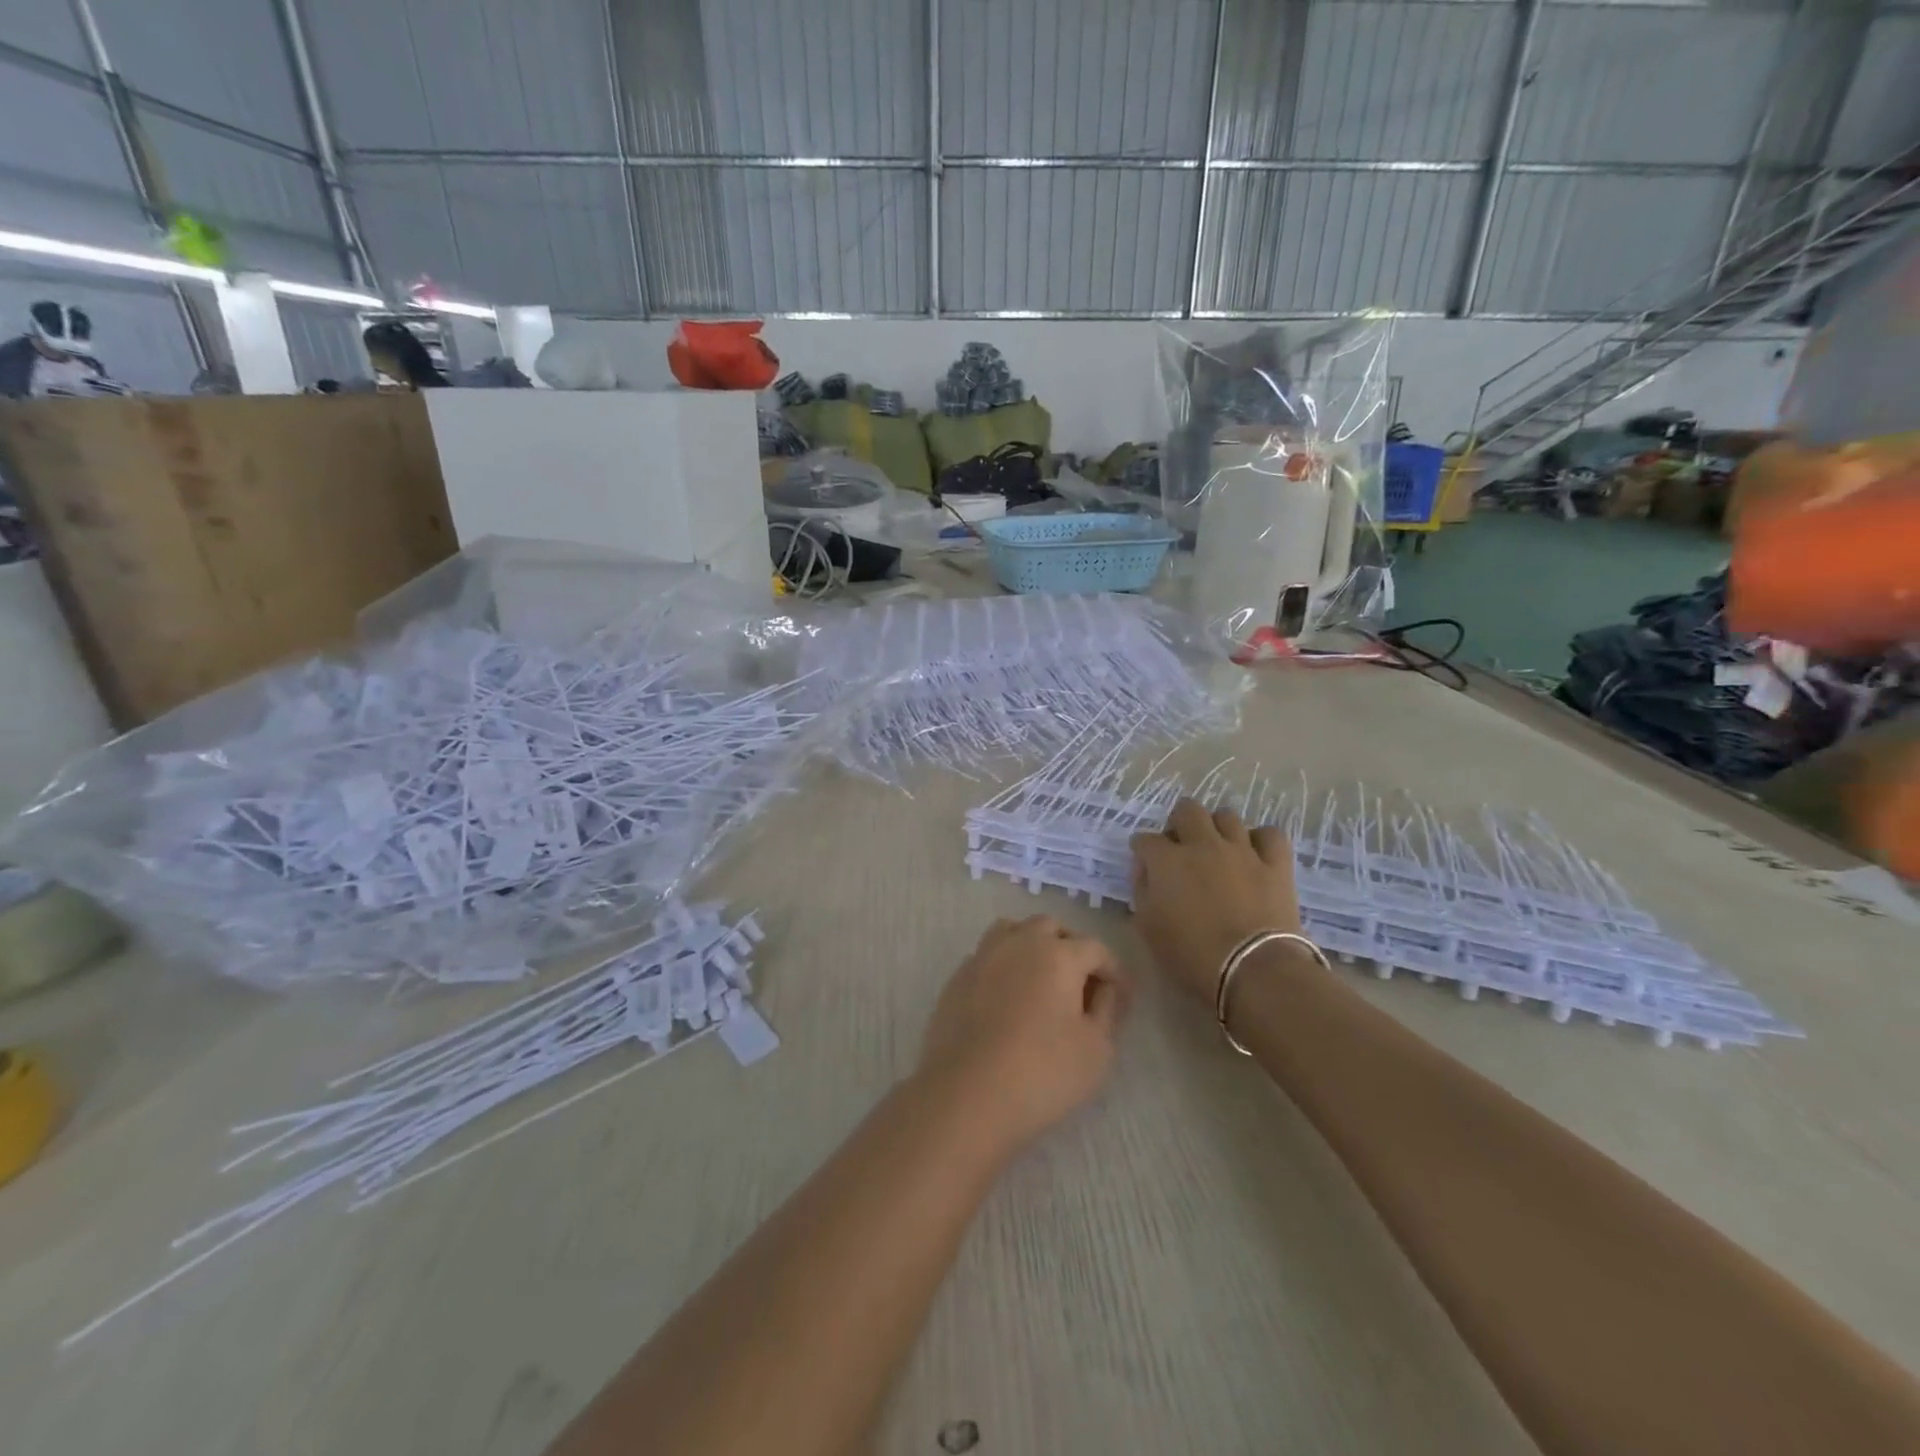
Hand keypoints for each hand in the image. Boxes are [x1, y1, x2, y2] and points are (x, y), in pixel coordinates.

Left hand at [914, 916, 1128, 1158]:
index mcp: (1058, 954)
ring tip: (1041, 979)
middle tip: (1081, 983)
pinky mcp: (957, 978)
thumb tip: (1104, 989)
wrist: (967, 1094)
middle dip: (1071, 948)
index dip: (1113, 970)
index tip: (1121, 996)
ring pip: (1012, 931)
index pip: (1095, 948)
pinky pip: (987, 957)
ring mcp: (983, 957)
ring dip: (1032, 946)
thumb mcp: (1096, 1049)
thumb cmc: (1043, 1072)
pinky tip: (1007, 998)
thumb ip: (1106, 1011)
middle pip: (1051, 928)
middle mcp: (1019, 943)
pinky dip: (1003, 966)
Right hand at [1131, 799, 1303, 1002]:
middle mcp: (1202, 844)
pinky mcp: (1275, 863)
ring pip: (1227, 816)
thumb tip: (1146, 872)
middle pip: (1187, 810)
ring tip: (1217, 848)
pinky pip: (1269, 834)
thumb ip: (1142, 892)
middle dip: (1179, 823)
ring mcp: (1242, 850)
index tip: (1144, 863)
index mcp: (1166, 860)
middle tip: (1180, 846)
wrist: (1253, 970)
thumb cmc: (1191, 955)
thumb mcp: (1148, 928)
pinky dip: (1260, 840)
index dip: (1142, 850)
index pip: (1145, 839)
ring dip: (1217, 828)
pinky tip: (1255, 853)